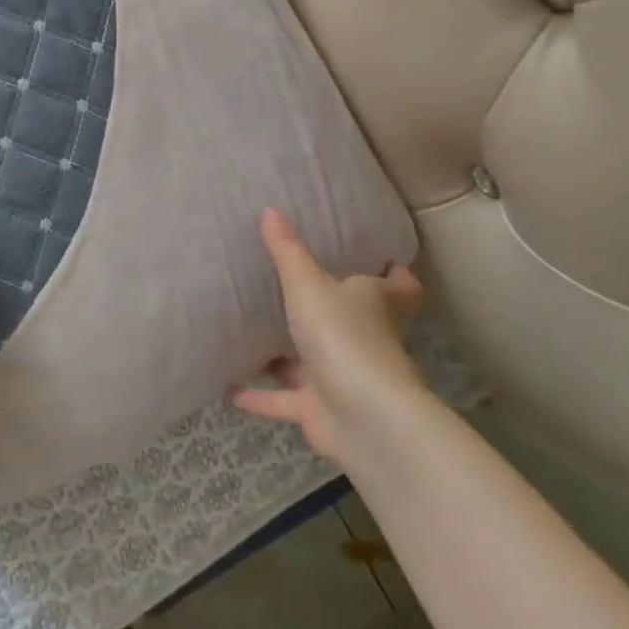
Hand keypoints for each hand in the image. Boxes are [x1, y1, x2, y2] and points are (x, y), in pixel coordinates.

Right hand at [233, 208, 426, 466]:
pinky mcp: (321, 411)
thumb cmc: (343, 336)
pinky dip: (260, 396)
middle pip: (354, 323)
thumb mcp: (308, 284)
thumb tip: (271, 210)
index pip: (399, 288)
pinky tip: (229, 389)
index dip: (395, 276)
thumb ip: (287, 252)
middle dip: (331, 312)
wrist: (363, 417)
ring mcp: (343, 379)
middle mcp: (364, 340)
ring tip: (251, 336)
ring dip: (286, 358)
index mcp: (374, 305)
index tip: (384, 262)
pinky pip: (284, 399)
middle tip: (296, 289)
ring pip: (313, 363)